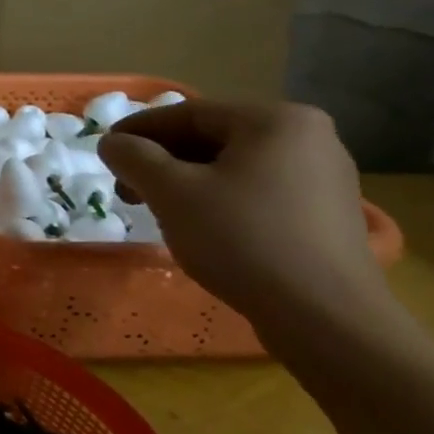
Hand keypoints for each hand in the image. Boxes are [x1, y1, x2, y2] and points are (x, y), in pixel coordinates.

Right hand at [97, 99, 397, 345]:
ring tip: (157, 209)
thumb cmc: (243, 240)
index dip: (139, 130)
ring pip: (234, 167)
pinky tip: (199, 227)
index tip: (106, 152)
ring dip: (186, 182)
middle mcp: (309, 138)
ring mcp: (324, 178)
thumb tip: (112, 143)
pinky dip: (220, 200)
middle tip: (127, 188)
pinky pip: (259, 191)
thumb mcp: (172, 192)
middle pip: (213, 138)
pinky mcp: (327, 215)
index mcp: (276, 120)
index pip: (189, 113)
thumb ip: (133, 157)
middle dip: (162, 161)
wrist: (327, 320)